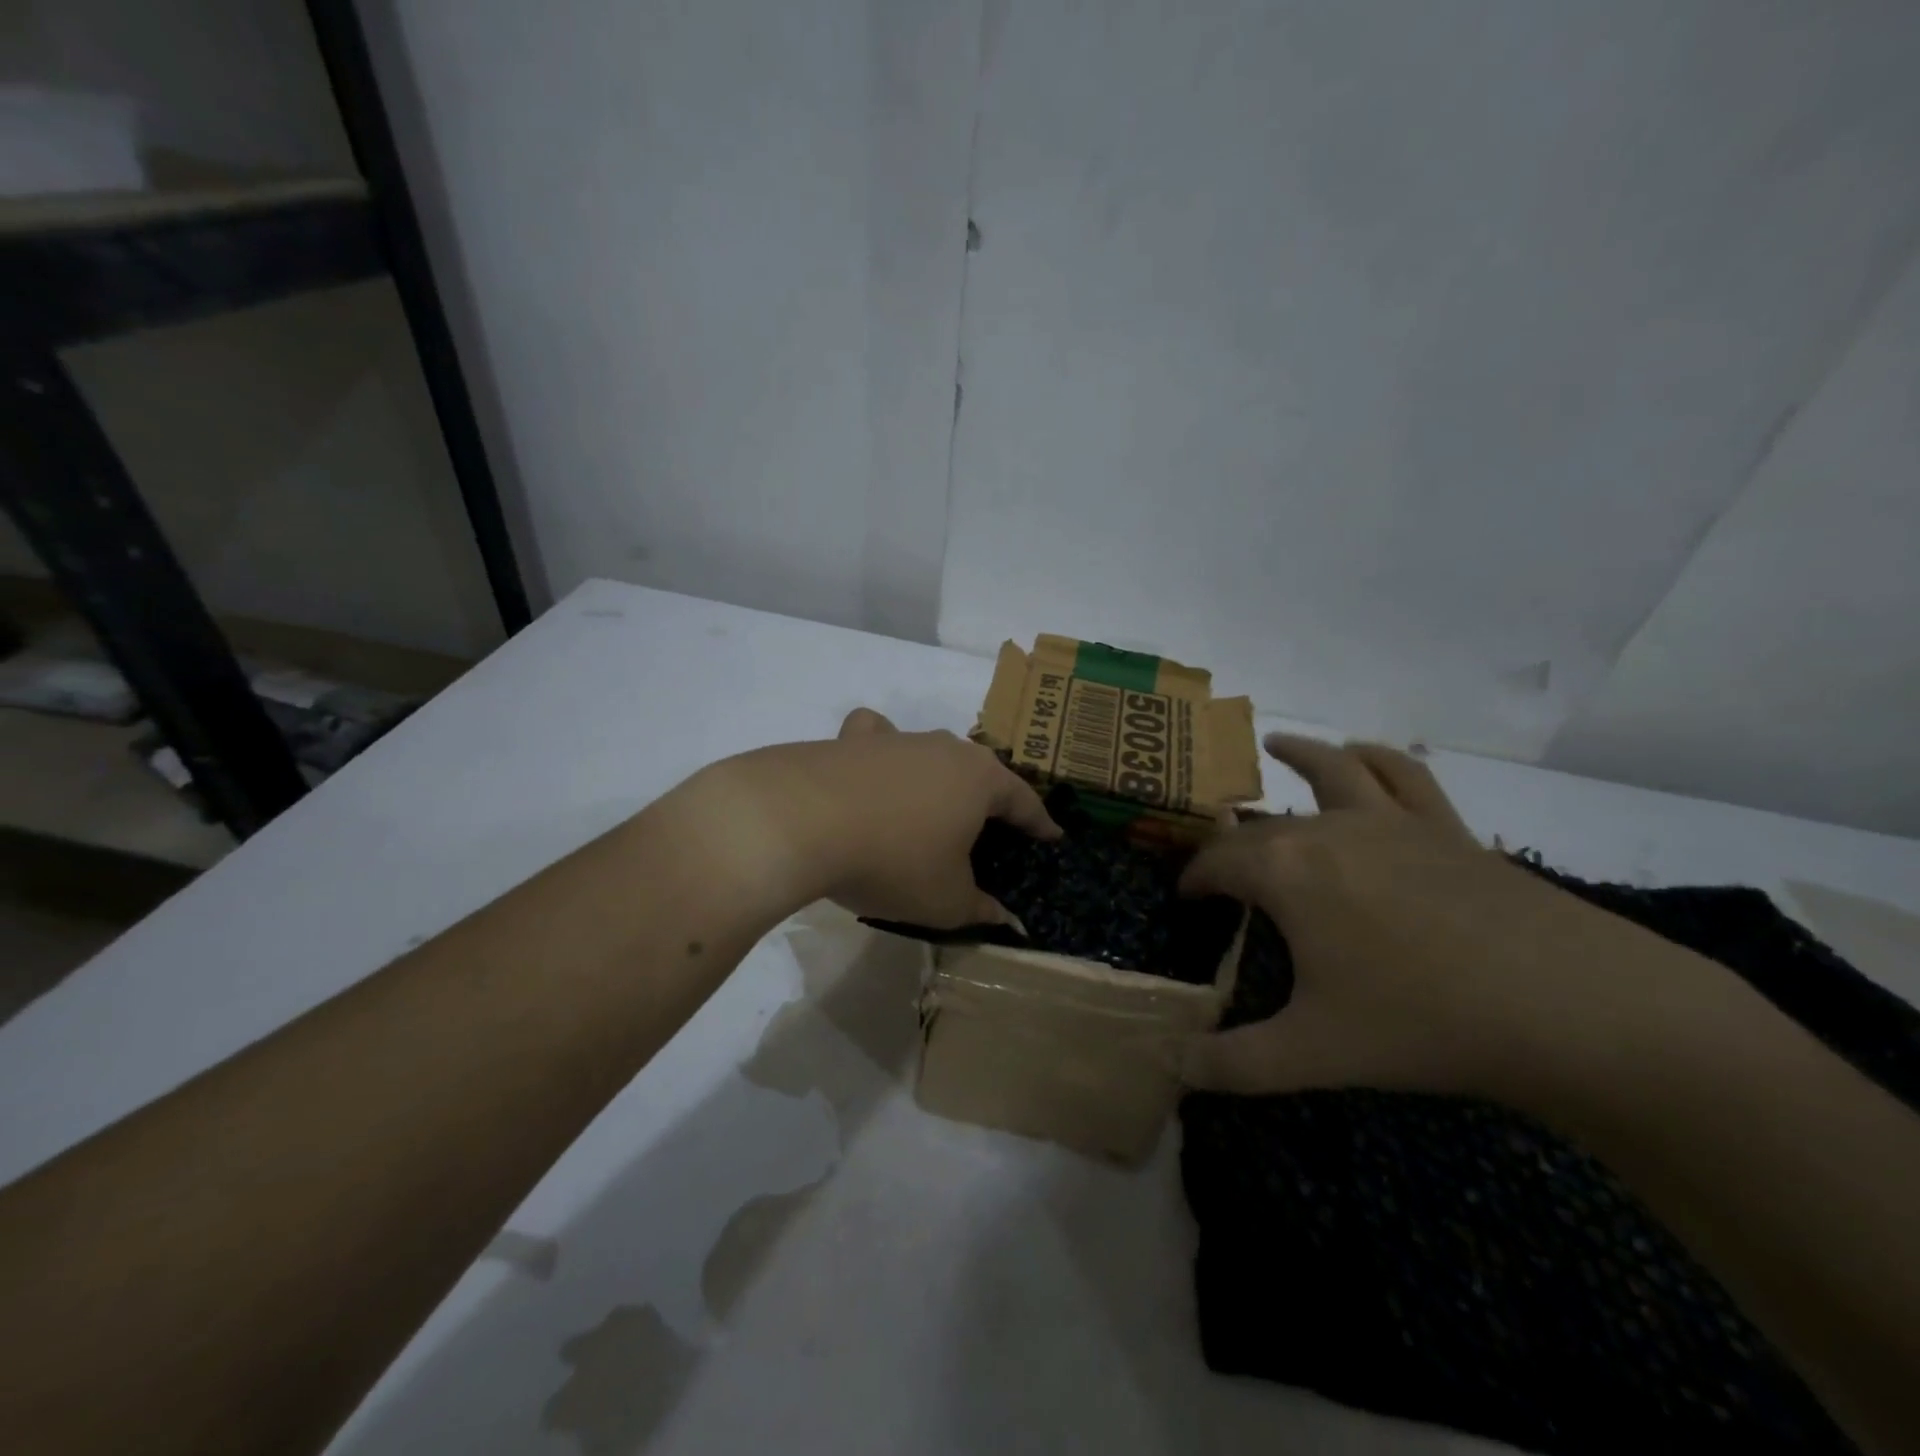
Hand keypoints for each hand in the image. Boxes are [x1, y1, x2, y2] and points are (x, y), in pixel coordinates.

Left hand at [701, 707, 1059, 928]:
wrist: (800, 821)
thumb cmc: (893, 861)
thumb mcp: (946, 901)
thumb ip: (982, 910)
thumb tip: (1008, 921)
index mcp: (980, 779)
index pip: (1024, 801)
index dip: (1039, 823)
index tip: (1051, 837)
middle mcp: (944, 748)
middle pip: (980, 773)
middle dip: (990, 800)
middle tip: (991, 831)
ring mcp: (897, 738)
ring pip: (932, 754)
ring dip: (939, 778)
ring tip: (933, 807)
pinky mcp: (851, 740)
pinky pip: (878, 739)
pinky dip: (883, 752)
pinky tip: (873, 770)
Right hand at [1179, 734, 1647, 1098]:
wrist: (1571, 1009)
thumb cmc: (1423, 1022)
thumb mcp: (1313, 1054)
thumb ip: (1232, 1063)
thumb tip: (1172, 1067)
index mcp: (1286, 871)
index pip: (1217, 863)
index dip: (1193, 880)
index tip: (1184, 899)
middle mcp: (1328, 830)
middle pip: (1261, 827)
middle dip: (1230, 844)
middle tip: (1219, 869)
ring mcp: (1391, 822)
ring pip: (1331, 771)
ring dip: (1298, 755)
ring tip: (1274, 744)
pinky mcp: (1445, 828)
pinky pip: (1403, 775)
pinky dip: (1376, 757)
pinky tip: (1363, 752)